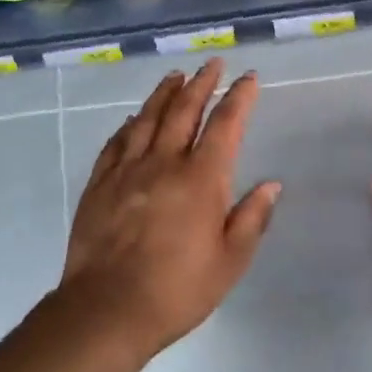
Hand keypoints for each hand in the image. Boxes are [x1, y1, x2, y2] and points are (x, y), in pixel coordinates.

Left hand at [58, 60, 279, 364]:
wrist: (107, 308)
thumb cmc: (177, 290)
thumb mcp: (229, 262)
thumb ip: (251, 218)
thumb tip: (272, 184)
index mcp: (201, 178)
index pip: (225, 125)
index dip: (239, 97)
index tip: (248, 78)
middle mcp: (164, 161)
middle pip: (185, 110)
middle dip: (202, 83)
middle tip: (212, 63)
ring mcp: (128, 168)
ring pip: (148, 117)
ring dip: (165, 93)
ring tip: (176, 76)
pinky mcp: (100, 182)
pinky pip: (117, 142)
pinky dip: (130, 124)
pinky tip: (134, 118)